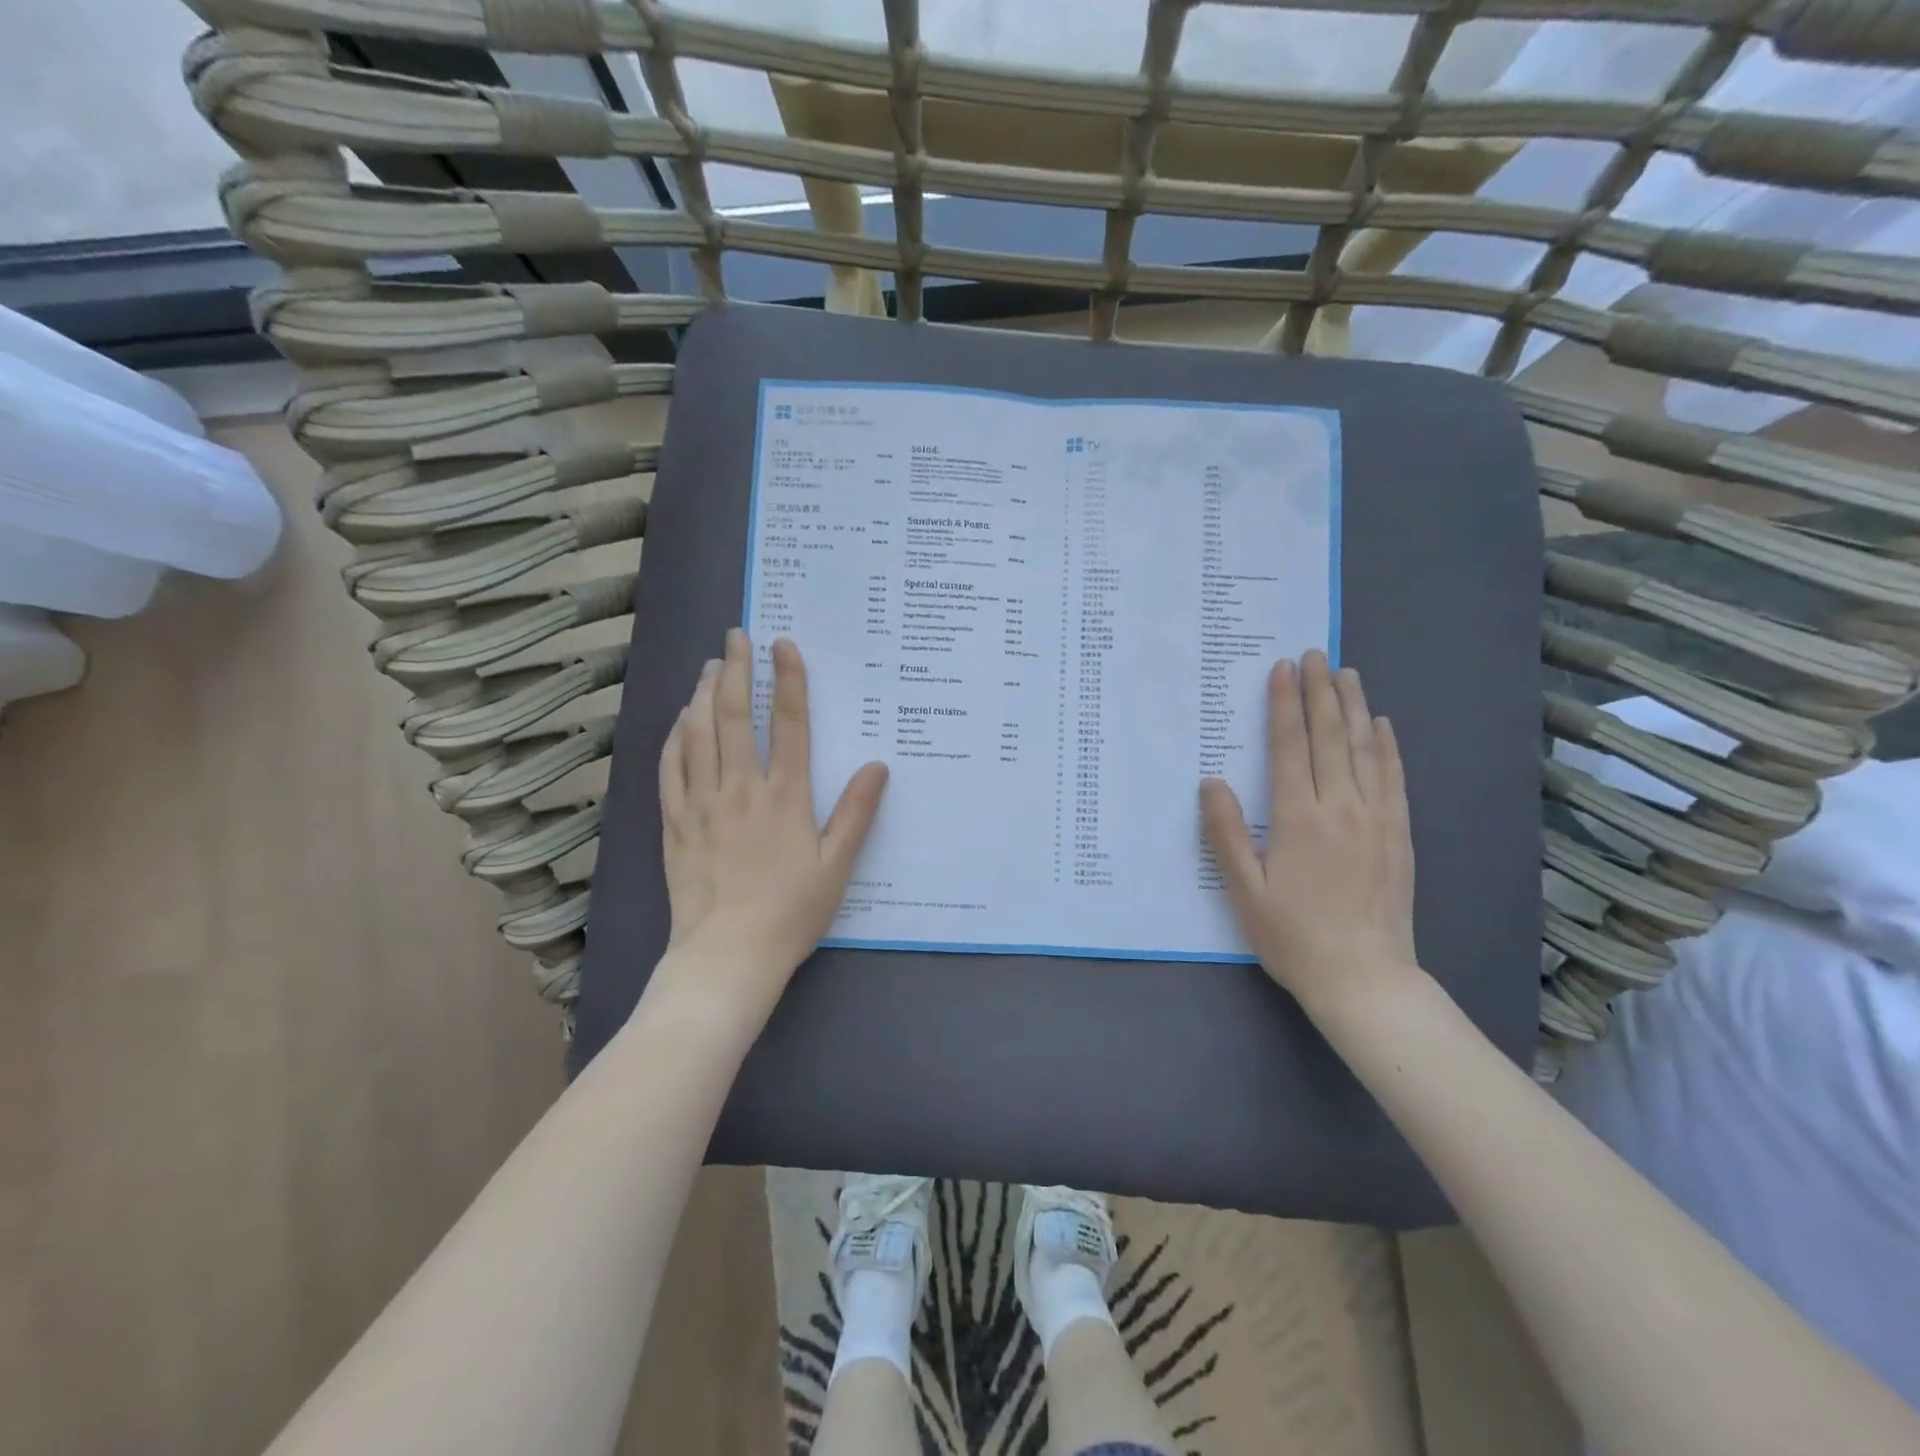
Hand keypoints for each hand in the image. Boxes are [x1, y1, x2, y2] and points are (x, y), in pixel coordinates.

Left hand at [658, 629, 887, 1006]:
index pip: (788, 723)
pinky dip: (674, 736)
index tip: (783, 644)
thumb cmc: (790, 912)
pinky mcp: (674, 822)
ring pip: (696, 733)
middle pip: (733, 715)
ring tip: (710, 666)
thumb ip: (856, 813)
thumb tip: (878, 766)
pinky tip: (680, 720)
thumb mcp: (836, 866)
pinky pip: (670, 767)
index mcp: (784, 796)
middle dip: (735, 669)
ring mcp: (700, 803)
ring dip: (703, 693)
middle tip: (736, 636)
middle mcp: (740, 788)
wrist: (727, 956)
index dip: (788, 679)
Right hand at [1200, 652, 1418, 1012]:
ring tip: (1347, 673)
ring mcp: (1376, 819)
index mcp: (1298, 818)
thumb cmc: (1293, 936)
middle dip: (1320, 692)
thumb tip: (1210, 782)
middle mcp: (1340, 807)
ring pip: (1365, 749)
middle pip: (1330, 737)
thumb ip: (1225, 834)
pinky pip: (1393, 778)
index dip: (1284, 705)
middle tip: (1316, 654)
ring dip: (1354, 707)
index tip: (1283, 669)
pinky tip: (1383, 726)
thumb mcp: (1244, 891)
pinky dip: (1387, 746)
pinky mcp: (1398, 835)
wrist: (1365, 979)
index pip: (1289, 747)